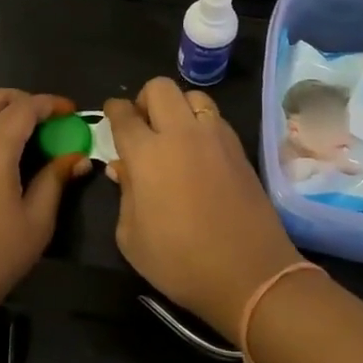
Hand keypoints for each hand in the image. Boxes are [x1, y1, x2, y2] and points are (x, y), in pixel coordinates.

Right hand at [103, 79, 302, 340]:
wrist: (250, 274)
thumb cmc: (180, 262)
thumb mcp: (132, 237)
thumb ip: (124, 194)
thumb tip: (122, 168)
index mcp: (147, 153)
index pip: (124, 114)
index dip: (114, 111)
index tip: (112, 115)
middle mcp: (181, 134)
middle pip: (160, 88)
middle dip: (145, 100)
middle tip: (143, 126)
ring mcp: (215, 137)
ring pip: (193, 96)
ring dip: (178, 107)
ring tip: (175, 135)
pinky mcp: (239, 148)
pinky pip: (216, 118)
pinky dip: (202, 123)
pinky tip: (199, 151)